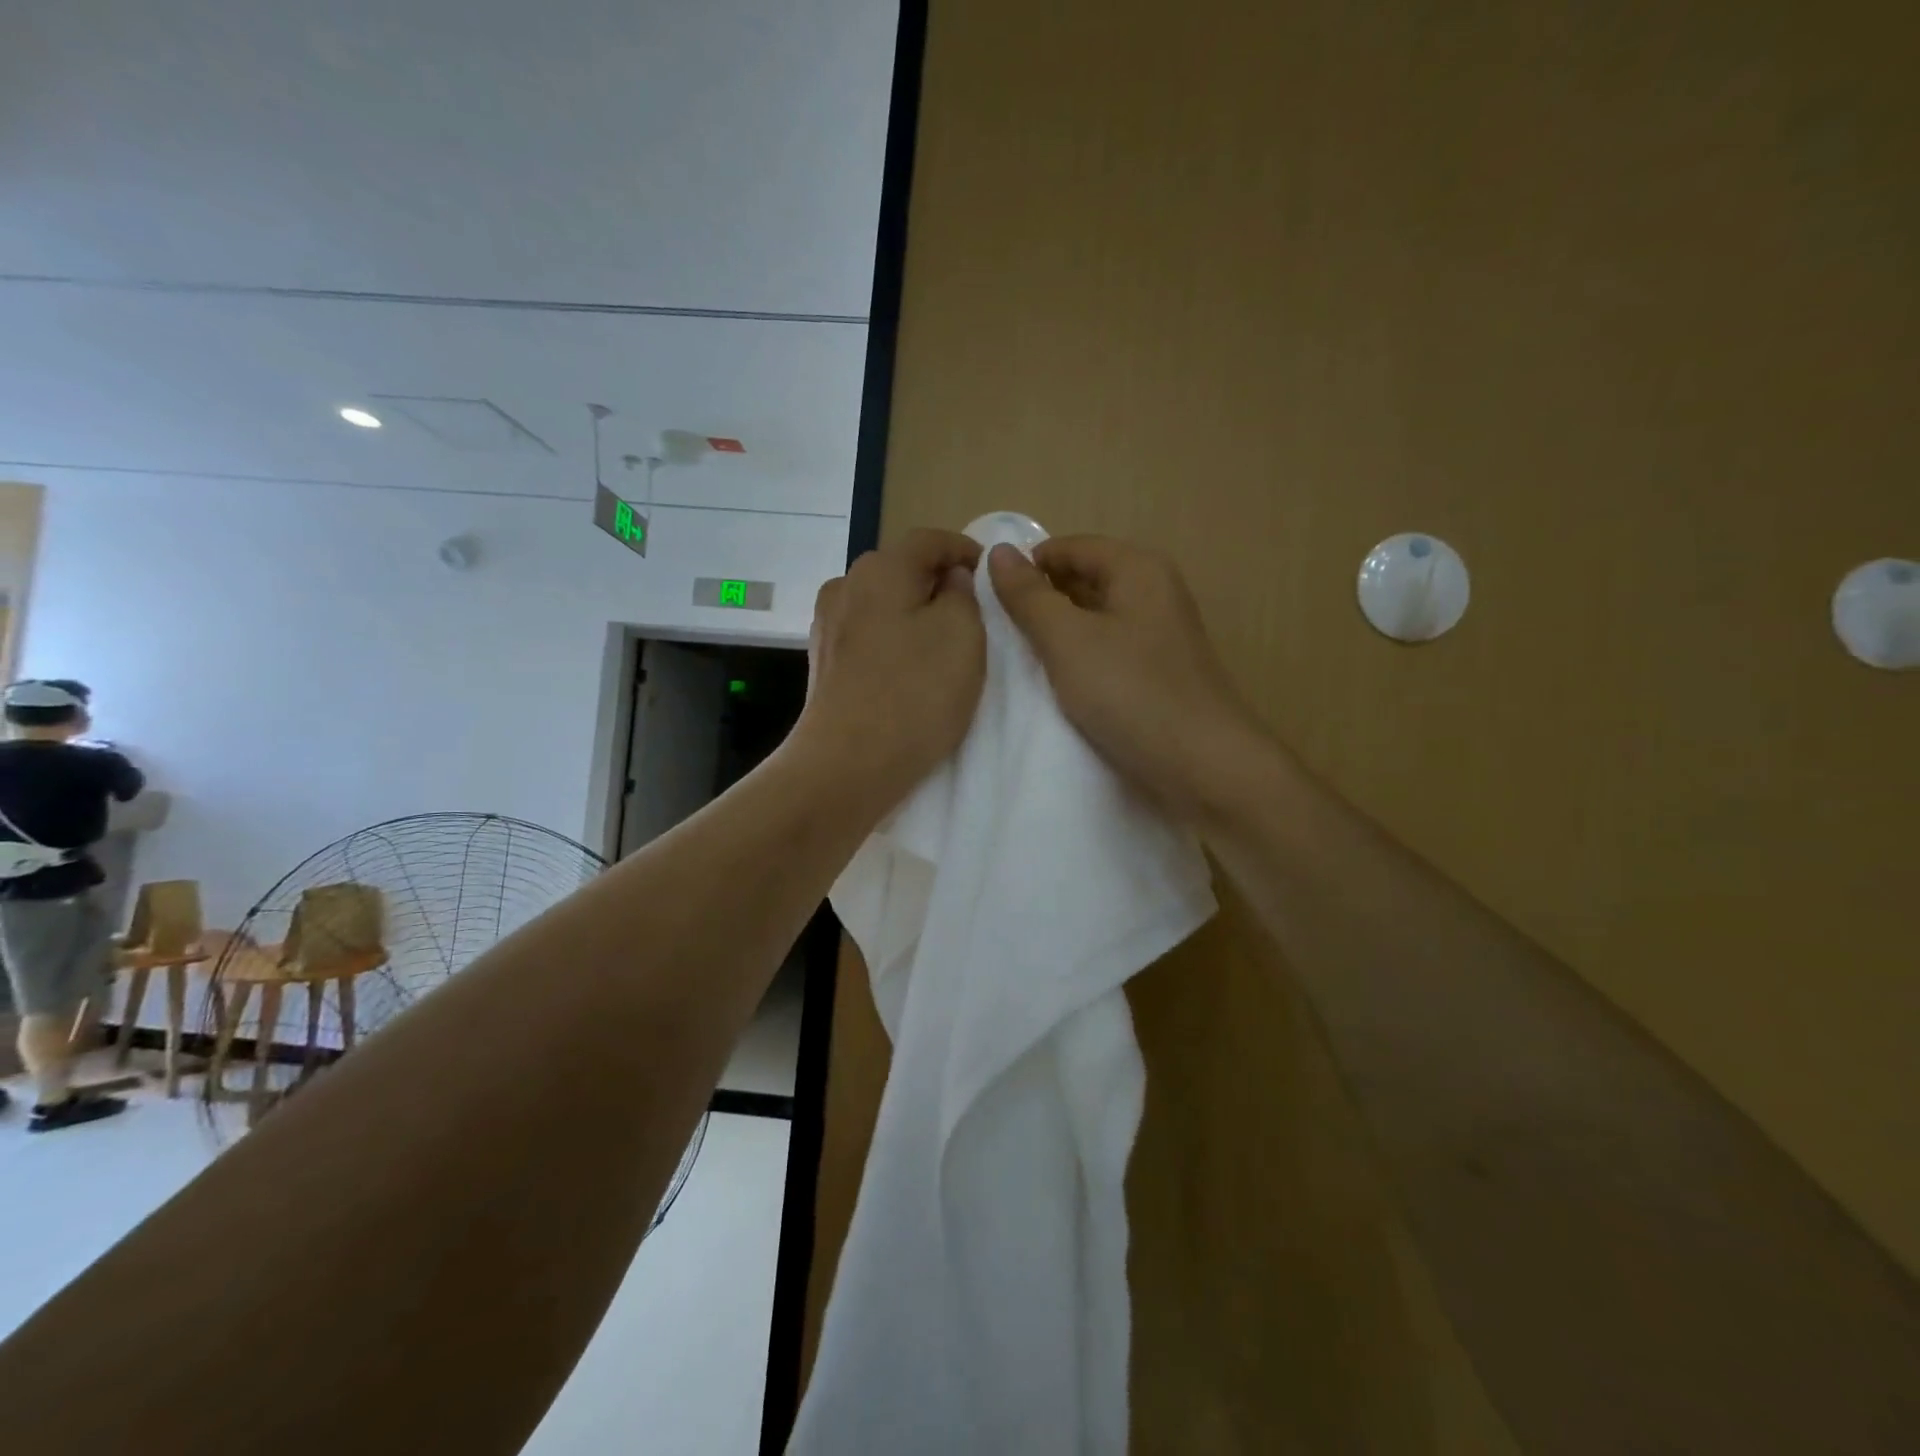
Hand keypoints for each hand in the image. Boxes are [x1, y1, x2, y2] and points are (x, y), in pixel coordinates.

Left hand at [794, 529, 985, 814]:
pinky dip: (892, 639)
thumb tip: (949, 579)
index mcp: (881, 569)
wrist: (847, 764)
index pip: (929, 539)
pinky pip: (868, 634)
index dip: (963, 548)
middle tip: (972, 609)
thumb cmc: (915, 694)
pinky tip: (907, 667)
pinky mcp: (824, 662)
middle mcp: (845, 586)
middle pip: (900, 569)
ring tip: (941, 641)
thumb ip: (962, 594)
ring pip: (882, 603)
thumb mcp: (963, 635)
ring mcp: (828, 625)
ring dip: (912, 612)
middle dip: (937, 582)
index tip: (989, 569)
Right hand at [988, 536, 1266, 822]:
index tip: (987, 597)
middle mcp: (1154, 592)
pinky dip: (1080, 657)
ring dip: (1059, 631)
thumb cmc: (1131, 693)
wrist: (1202, 766)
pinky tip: (1058, 681)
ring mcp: (1160, 635)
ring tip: (1020, 656)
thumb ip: (1030, 597)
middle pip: (1086, 578)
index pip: (1071, 547)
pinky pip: (1109, 649)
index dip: (1029, 565)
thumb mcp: (1068, 640)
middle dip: (1042, 598)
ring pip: (1096, 618)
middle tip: (998, 630)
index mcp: (1138, 569)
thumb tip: (1000, 553)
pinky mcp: (1159, 672)